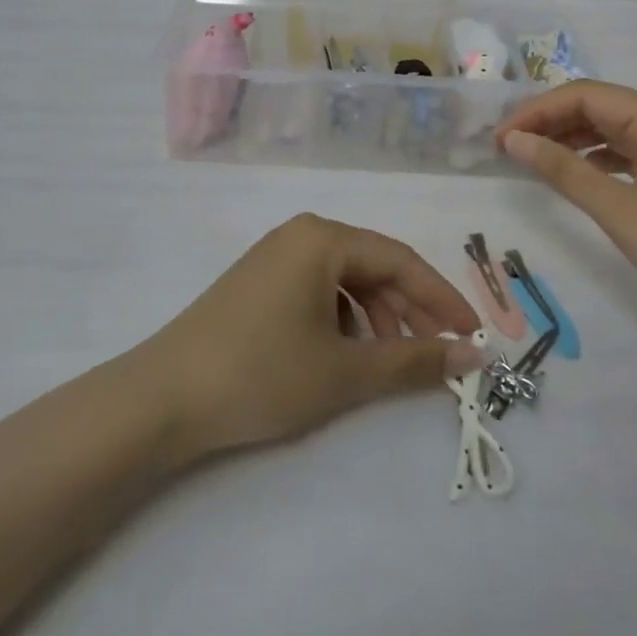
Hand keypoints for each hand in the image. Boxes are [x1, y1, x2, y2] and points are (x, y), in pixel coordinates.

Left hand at [144, 214, 483, 458]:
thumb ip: (413, 360)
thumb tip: (473, 355)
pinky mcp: (259, 285)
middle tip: (437, 354)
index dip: (442, 298)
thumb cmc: (262, 373)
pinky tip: (346, 357)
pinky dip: (344, 322)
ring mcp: (275, 258)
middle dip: (409, 312)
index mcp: (323, 238)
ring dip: (378, 320)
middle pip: (374, 268)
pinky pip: (319, 293)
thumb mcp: (346, 371)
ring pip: (347, 282)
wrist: (162, 399)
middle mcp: (301, 235)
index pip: (401, 261)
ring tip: (391, 362)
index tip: (473, 334)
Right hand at [495, 81, 636, 340]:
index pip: (584, 95)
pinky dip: (590, 160)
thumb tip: (513, 140)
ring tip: (527, 159)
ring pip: (607, 130)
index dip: (536, 111)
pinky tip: (568, 175)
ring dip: (566, 140)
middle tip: (505, 149)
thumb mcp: (620, 210)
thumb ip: (563, 170)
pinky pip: (622, 154)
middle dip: (548, 122)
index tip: (499, 138)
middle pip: (595, 107)